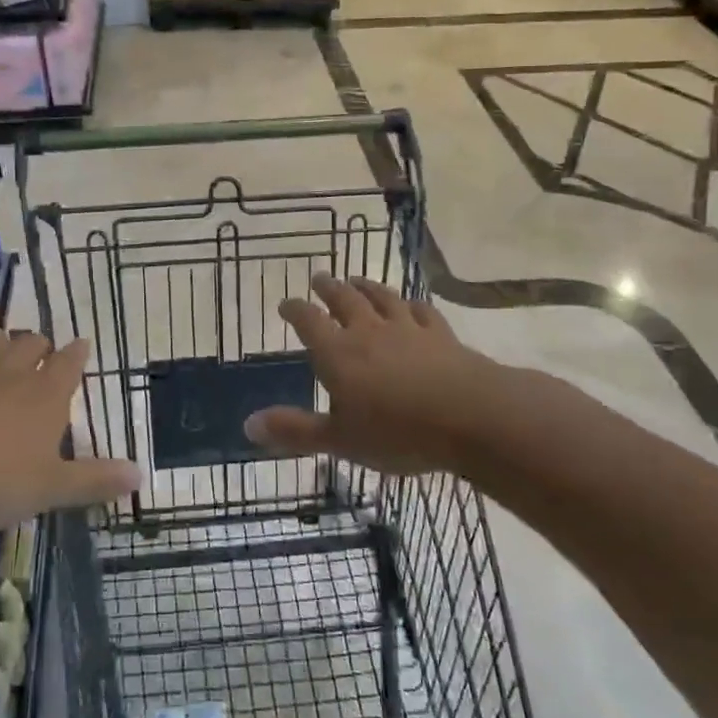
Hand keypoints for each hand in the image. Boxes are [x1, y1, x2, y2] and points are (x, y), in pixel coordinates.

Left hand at [0, 330, 139, 529]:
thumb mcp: (51, 488)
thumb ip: (94, 480)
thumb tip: (141, 475)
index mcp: (44, 397)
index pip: (68, 365)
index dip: (76, 354)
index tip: (82, 343)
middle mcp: (9, 376)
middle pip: (29, 346)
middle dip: (38, 345)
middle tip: (42, 348)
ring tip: (1, 342)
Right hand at [244, 275, 505, 477]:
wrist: (470, 416)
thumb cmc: (397, 432)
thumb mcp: (340, 439)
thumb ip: (295, 431)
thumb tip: (247, 424)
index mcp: (338, 353)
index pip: (309, 322)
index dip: (295, 310)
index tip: (286, 304)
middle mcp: (368, 332)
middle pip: (344, 300)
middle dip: (328, 288)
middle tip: (319, 277)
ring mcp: (407, 329)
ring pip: (381, 298)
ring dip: (366, 287)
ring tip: (356, 279)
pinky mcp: (440, 335)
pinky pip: (421, 311)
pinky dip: (411, 304)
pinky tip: (410, 304)